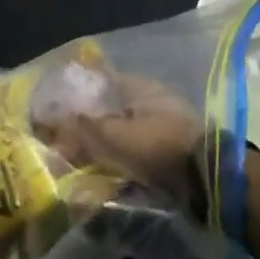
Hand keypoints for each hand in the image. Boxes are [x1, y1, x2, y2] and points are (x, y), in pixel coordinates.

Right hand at [37, 72, 206, 218]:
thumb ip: (81, 127)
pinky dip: (120, 158)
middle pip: (111, 107)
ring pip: (123, 130)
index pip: (100, 80)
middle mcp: (151, 99)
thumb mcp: (112, 135)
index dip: (77, 92)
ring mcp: (163, 124)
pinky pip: (136, 150)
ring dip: (104, 143)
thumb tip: (52, 120)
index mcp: (138, 86)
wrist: (206, 178)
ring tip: (81, 160)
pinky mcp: (170, 149)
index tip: (55, 109)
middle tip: (65, 140)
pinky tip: (105, 171)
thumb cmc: (156, 145)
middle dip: (89, 122)